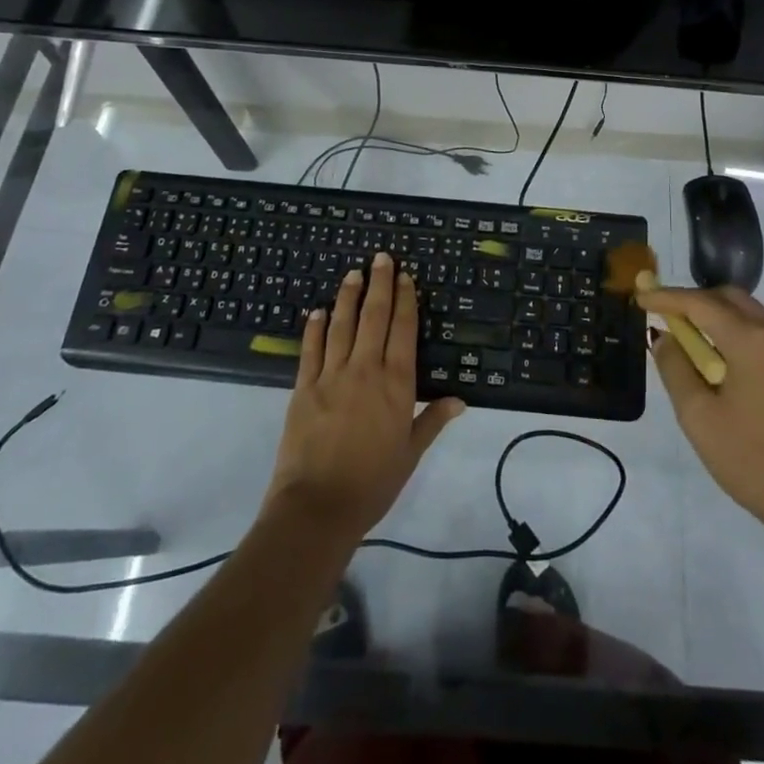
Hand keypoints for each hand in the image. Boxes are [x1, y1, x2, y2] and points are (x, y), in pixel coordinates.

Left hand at [265, 253, 463, 540]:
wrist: (318, 506)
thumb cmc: (373, 483)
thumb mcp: (410, 453)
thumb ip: (432, 421)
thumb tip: (460, 400)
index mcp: (396, 384)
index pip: (403, 331)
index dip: (406, 301)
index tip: (406, 277)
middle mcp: (366, 370)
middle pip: (374, 318)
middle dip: (379, 284)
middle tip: (381, 257)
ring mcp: (332, 376)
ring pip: (342, 325)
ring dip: (348, 296)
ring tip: (353, 273)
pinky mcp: (304, 388)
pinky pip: (311, 349)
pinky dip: (315, 327)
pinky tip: (318, 310)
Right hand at [639, 284, 763, 542]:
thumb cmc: (752, 461)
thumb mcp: (699, 417)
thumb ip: (675, 369)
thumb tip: (665, 338)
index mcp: (752, 342)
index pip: (701, 303)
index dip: (667, 297)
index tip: (641, 297)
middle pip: (731, 299)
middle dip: (695, 300)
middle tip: (667, 317)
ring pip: (752, 315)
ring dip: (719, 317)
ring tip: (693, 342)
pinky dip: (740, 335)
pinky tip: (726, 364)